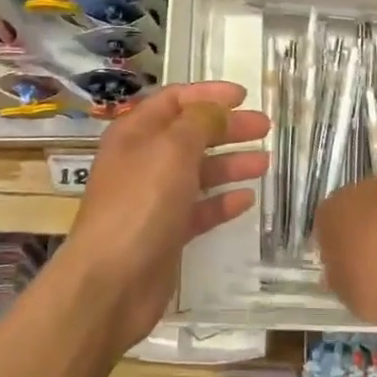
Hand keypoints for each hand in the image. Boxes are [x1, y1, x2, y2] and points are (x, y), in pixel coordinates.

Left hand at [61, 82, 269, 352]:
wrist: (112, 283)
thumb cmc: (140, 203)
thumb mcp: (172, 150)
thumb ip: (199, 122)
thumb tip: (217, 108)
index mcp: (135, 133)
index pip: (174, 100)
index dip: (208, 94)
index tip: (244, 95)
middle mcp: (143, 161)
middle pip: (190, 135)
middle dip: (226, 128)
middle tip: (265, 127)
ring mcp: (154, 199)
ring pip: (198, 172)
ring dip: (230, 163)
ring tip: (265, 162)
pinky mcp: (166, 233)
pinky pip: (199, 209)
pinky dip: (222, 201)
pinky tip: (248, 198)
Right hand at [315, 178, 376, 331]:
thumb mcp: (346, 295)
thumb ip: (337, 277)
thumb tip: (339, 270)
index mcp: (337, 208)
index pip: (326, 221)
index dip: (333, 245)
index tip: (342, 268)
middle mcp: (368, 190)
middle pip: (359, 208)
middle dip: (363, 231)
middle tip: (371, 265)